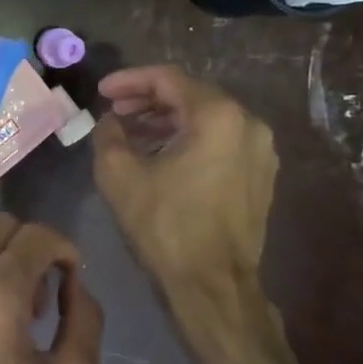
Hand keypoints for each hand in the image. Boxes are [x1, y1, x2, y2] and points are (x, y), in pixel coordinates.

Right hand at [92, 65, 278, 293]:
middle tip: (115, 112)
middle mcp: (248, 124)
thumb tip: (110, 121)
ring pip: (206, 119)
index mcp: (217, 116)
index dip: (130, 80)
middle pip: (191, 95)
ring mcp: (260, 150)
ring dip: (167, 121)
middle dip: (148, 100)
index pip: (168, 79)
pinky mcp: (260, 175)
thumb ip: (109, 135)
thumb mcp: (119, 175)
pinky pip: (220, 141)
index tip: (102, 92)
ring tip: (132, 134)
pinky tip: (161, 155)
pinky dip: (188, 139)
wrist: (213, 284)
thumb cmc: (165, 226)